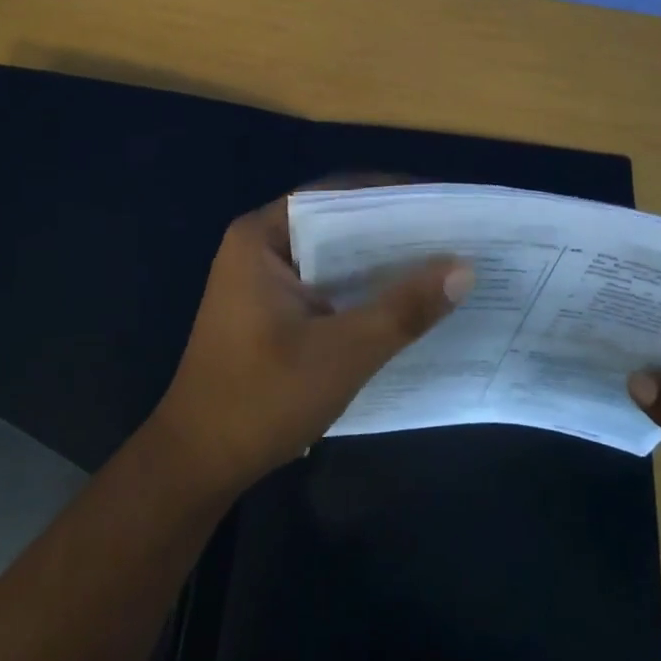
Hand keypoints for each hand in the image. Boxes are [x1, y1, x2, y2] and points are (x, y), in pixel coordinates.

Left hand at [147, 192, 473, 495]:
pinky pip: (324, 282)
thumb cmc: (262, 399)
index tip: (442, 203)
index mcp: (263, 236)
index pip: (337, 195)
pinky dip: (360, 287)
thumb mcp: (342, 354)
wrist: (196, 466)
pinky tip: (402, 300)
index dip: (391, 194)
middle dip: (392, 229)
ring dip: (379, 261)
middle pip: (336, 221)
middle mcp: (260, 245)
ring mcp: (263, 278)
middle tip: (452, 234)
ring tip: (440, 262)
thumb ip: (402, 309)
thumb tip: (465, 268)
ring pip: (332, 255)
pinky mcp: (270, 308)